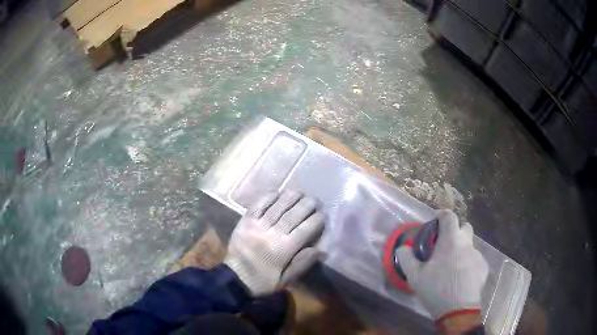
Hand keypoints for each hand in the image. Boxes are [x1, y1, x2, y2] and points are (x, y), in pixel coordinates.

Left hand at [224, 190, 324, 295]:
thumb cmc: (263, 281)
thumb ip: (303, 263)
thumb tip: (321, 250)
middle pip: (293, 215)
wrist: (234, 278)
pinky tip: (277, 193)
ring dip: (290, 197)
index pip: (305, 230)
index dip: (316, 220)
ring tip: (299, 192)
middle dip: (306, 205)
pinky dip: (268, 198)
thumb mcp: (286, 279)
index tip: (322, 215)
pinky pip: (258, 206)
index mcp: (284, 249)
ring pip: (277, 207)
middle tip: (314, 200)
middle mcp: (273, 234)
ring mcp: (258, 225)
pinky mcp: (245, 221)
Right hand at [397, 210, 488, 323]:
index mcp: (451, 240)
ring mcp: (478, 255)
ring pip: (470, 245)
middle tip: (444, 246)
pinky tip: (461, 278)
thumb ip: (406, 258)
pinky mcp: (483, 267)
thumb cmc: (436, 289)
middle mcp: (467, 243)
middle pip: (464, 227)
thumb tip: (402, 248)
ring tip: (451, 267)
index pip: (449, 216)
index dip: (441, 215)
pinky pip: (475, 260)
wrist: (458, 309)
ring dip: (461, 250)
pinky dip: (468, 264)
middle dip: (455, 231)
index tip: (435, 221)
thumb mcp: (415, 276)